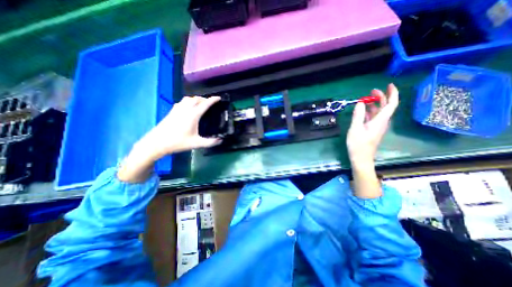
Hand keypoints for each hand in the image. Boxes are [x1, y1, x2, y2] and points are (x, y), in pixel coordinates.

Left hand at [120, 96, 223, 180]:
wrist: (157, 143)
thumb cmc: (178, 142)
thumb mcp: (196, 143)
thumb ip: (210, 142)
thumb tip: (221, 140)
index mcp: (193, 115)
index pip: (205, 104)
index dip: (213, 100)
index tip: (219, 98)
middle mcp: (185, 109)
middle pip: (196, 99)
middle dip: (205, 99)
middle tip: (210, 103)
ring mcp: (177, 109)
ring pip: (188, 98)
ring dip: (196, 99)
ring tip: (201, 104)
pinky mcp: (172, 111)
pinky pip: (182, 102)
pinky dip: (188, 101)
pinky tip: (188, 107)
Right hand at [346, 83, 396, 167]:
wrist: (361, 158)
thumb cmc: (358, 144)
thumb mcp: (355, 129)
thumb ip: (358, 115)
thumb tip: (361, 103)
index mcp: (380, 121)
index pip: (391, 104)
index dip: (392, 93)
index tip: (388, 85)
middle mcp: (381, 122)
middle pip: (386, 107)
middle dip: (381, 97)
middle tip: (371, 91)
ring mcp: (377, 126)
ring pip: (379, 112)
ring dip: (374, 104)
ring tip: (366, 99)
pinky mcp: (372, 130)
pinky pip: (374, 117)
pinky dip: (370, 111)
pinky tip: (363, 110)